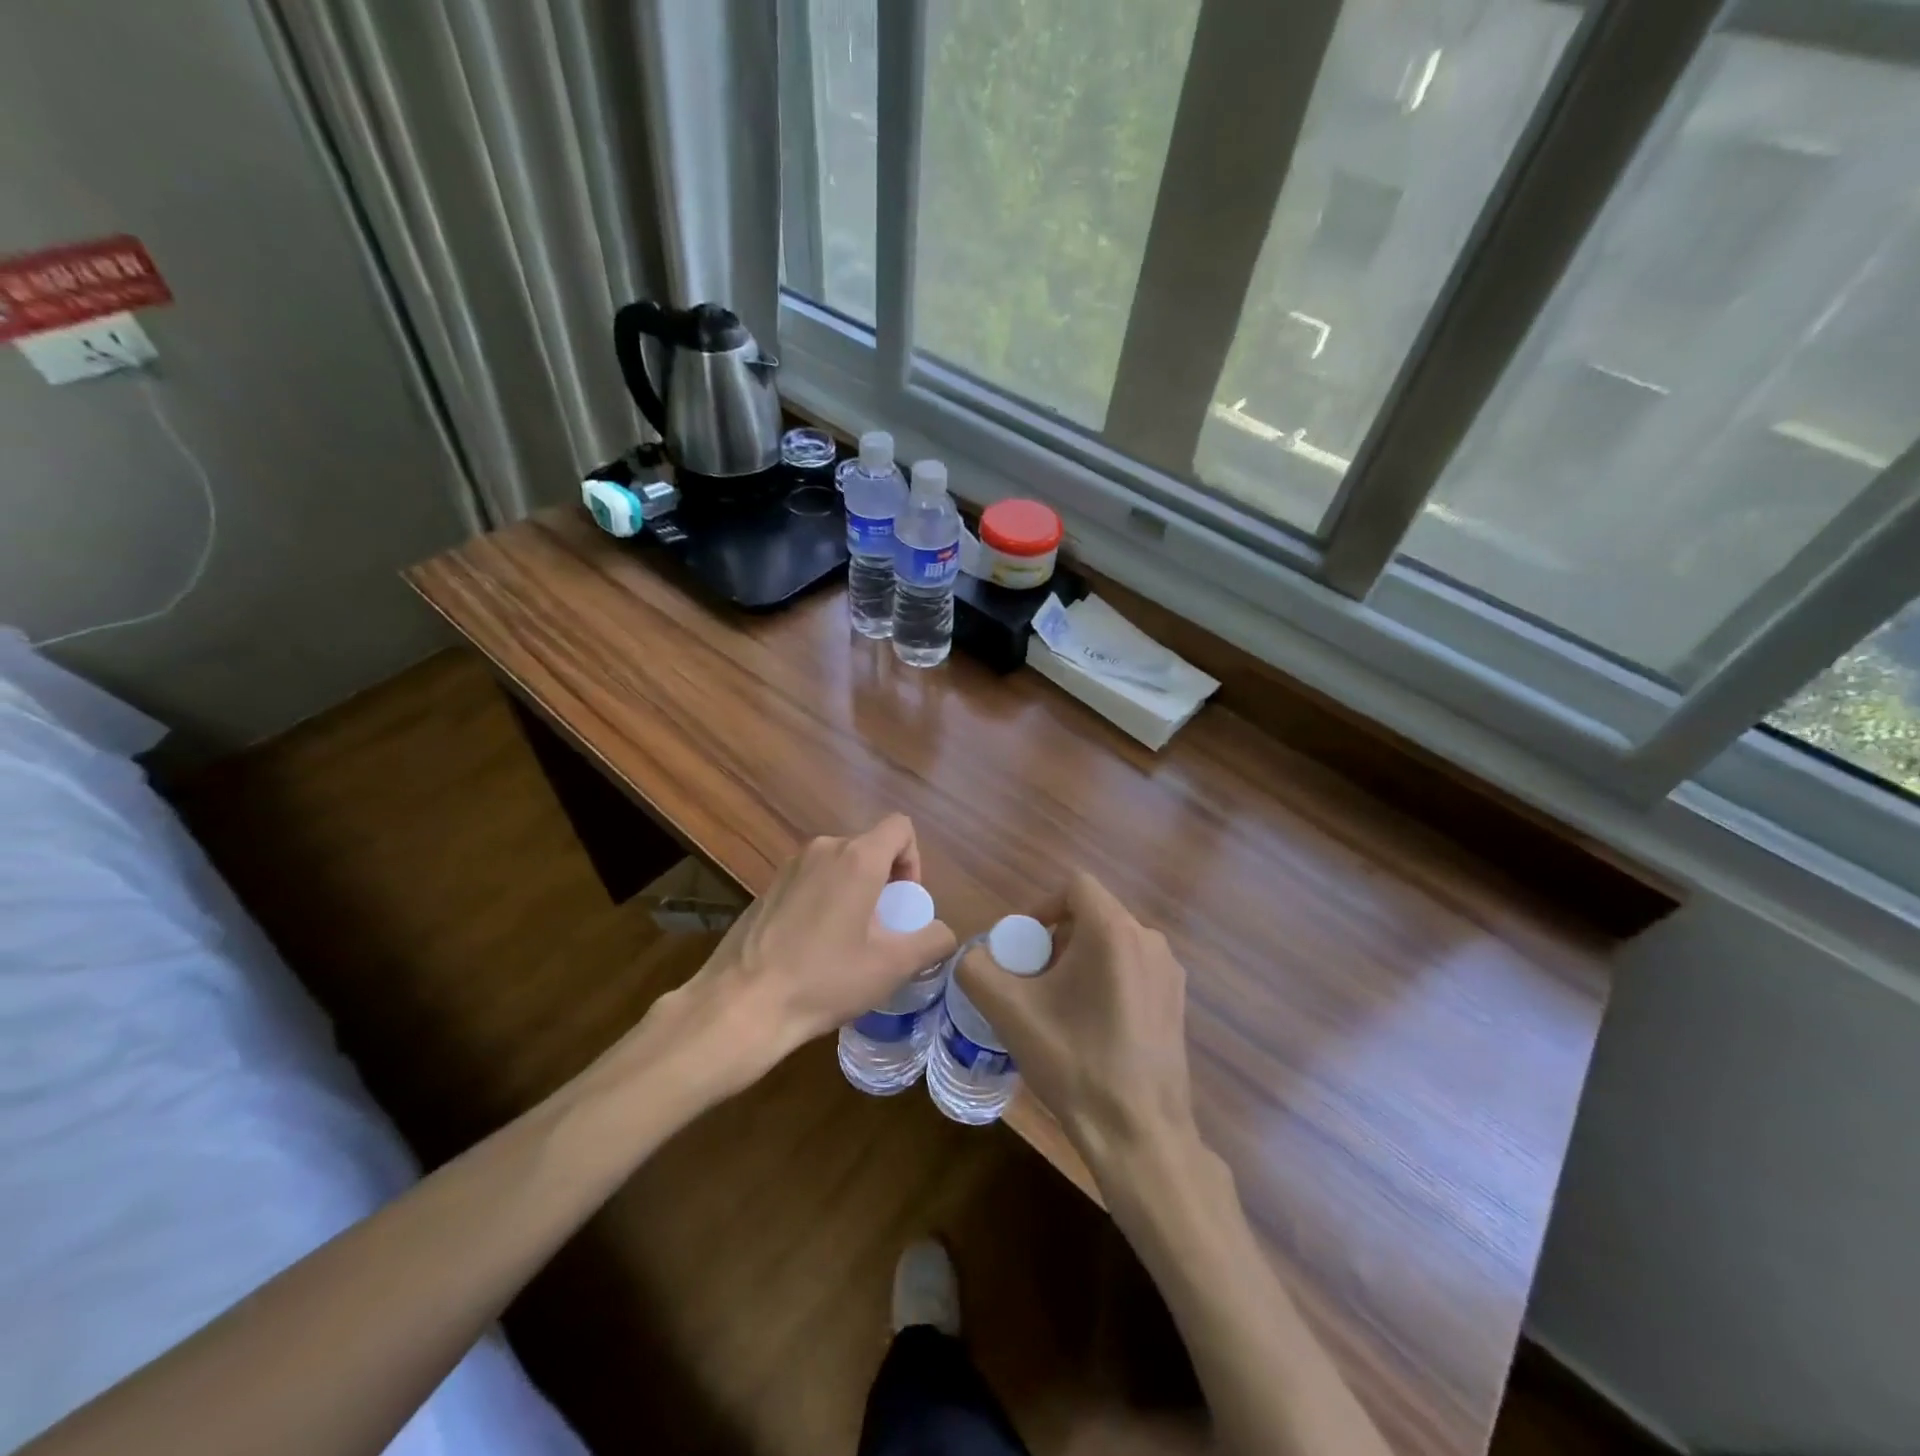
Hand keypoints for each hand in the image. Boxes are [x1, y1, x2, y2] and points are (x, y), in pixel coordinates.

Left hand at [649, 817, 956, 1099]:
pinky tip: (813, 947)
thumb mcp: (891, 967)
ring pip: (839, 865)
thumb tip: (943, 933)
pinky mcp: (768, 886)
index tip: (904, 903)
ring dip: (854, 892)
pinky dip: (825, 900)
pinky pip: (812, 880)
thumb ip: (931, 941)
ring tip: (848, 942)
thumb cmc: (824, 980)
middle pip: (870, 848)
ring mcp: (790, 866)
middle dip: (885, 882)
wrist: (742, 1005)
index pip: (900, 827)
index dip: (914, 860)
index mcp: (857, 858)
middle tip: (881, 931)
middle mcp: (823, 849)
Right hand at [957, 871, 1197, 1179]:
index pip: (1074, 886)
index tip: (1022, 947)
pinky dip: (1105, 979)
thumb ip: (977, 969)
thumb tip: (973, 956)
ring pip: (1112, 942)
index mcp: (1114, 930)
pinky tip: (1090, 1026)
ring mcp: (1169, 972)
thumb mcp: (1009, 1012)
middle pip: (1092, 915)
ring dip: (1079, 960)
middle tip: (1033, 980)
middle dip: (1056, 939)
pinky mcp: (1177, 1001)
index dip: (1041, 907)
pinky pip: (1132, 968)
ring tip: (1058, 1005)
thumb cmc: (1074, 1062)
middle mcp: (1149, 939)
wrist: (1139, 1133)